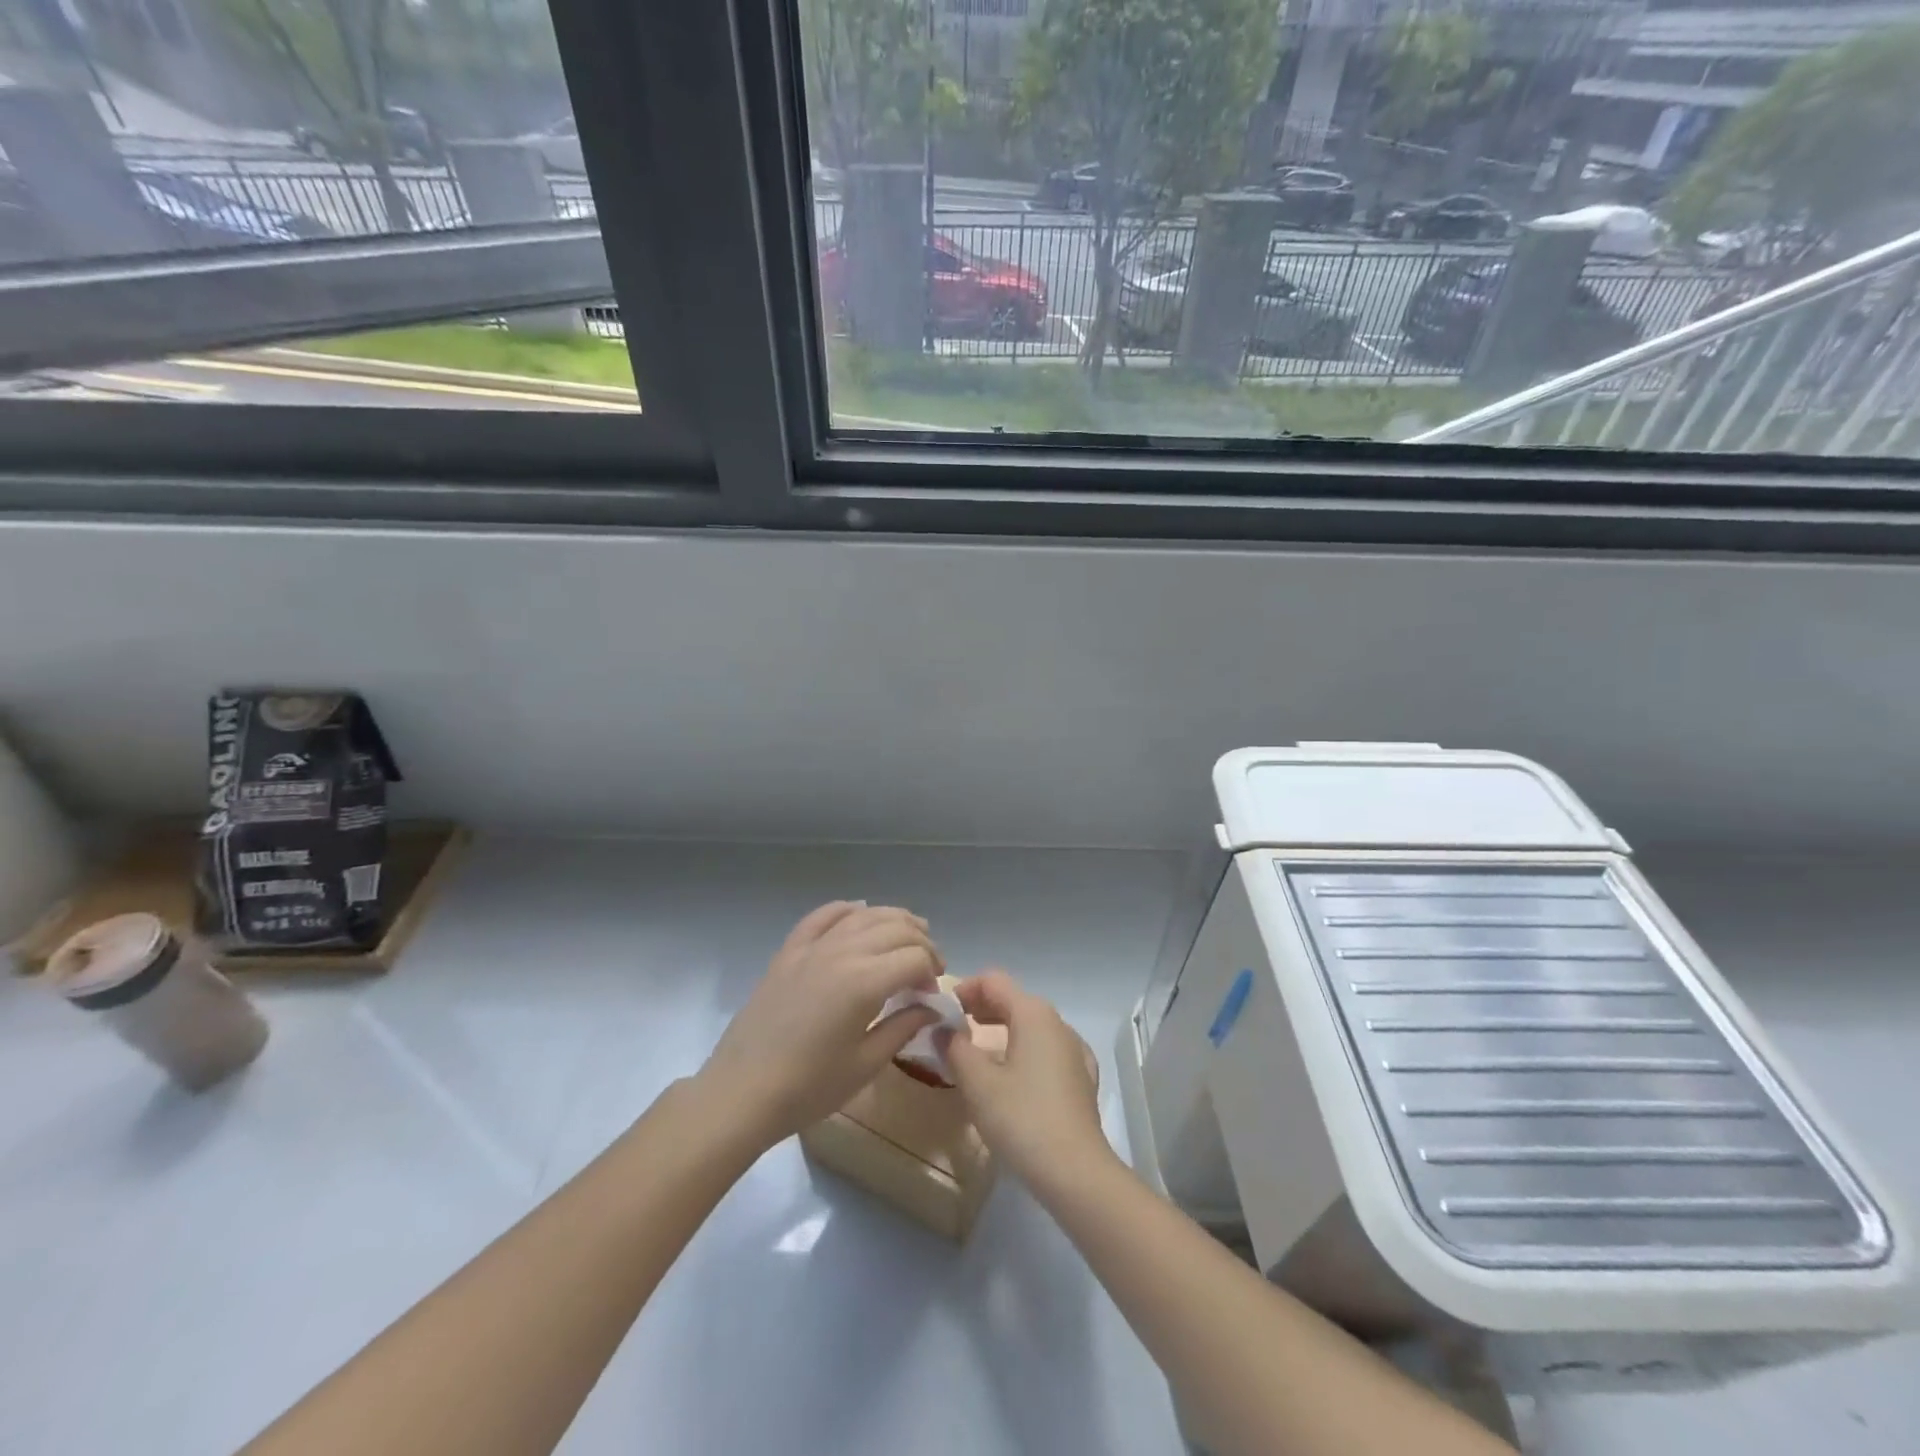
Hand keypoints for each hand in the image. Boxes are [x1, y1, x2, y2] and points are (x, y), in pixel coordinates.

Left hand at [700, 901, 944, 1148]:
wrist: (742, 1091)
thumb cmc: (809, 1086)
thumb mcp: (865, 1064)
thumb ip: (903, 1027)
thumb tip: (930, 1007)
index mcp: (865, 982)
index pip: (915, 958)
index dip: (932, 971)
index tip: (931, 994)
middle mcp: (842, 952)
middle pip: (896, 929)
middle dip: (921, 943)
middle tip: (928, 968)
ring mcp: (813, 947)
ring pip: (864, 915)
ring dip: (894, 920)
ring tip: (909, 935)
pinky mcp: (790, 950)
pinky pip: (823, 915)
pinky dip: (847, 909)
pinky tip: (860, 913)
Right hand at [944, 970, 1110, 1186]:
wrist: (1076, 1172)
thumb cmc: (1022, 1119)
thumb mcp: (977, 1083)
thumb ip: (956, 1048)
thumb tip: (944, 1030)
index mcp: (1033, 1014)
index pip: (994, 981)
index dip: (965, 988)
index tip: (942, 1010)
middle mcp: (1058, 1023)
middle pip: (1014, 1000)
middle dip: (982, 1008)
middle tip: (953, 1028)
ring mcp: (1075, 1050)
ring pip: (1031, 1026)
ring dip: (1002, 1030)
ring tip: (977, 1052)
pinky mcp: (1082, 1079)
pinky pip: (1046, 1050)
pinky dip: (1024, 1051)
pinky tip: (1013, 1076)